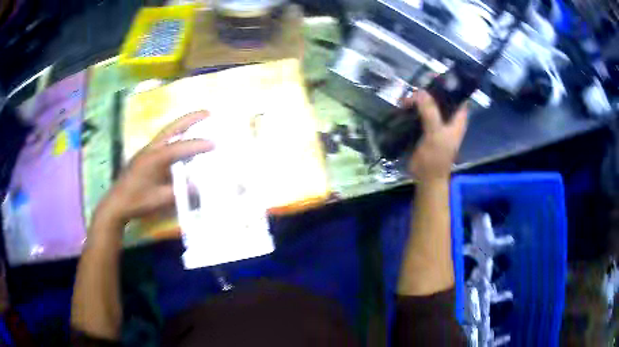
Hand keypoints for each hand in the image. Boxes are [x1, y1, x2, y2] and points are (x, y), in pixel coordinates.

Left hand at [95, 111, 212, 226]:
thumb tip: (200, 186)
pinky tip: (182, 140)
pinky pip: (164, 140)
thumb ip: (180, 191)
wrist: (116, 203)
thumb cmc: (137, 201)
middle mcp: (151, 149)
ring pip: (167, 132)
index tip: (215, 144)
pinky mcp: (145, 155)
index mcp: (154, 158)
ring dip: (183, 125)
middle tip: (208, 112)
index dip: (197, 145)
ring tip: (199, 120)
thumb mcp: (159, 200)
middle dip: (190, 119)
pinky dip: (176, 135)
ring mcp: (147, 150)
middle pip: (172, 128)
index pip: (179, 148)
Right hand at [405, 90, 467, 181]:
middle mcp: (448, 119)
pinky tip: (403, 107)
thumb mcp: (435, 133)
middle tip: (415, 91)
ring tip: (405, 101)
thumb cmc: (436, 157)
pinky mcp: (425, 128)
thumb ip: (430, 112)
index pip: (459, 97)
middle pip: (441, 98)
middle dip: (429, 92)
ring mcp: (436, 123)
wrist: (426, 177)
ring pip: (428, 105)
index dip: (452, 86)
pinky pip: (419, 113)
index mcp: (457, 119)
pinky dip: (412, 108)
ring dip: (418, 100)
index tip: (438, 77)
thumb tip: (420, 91)